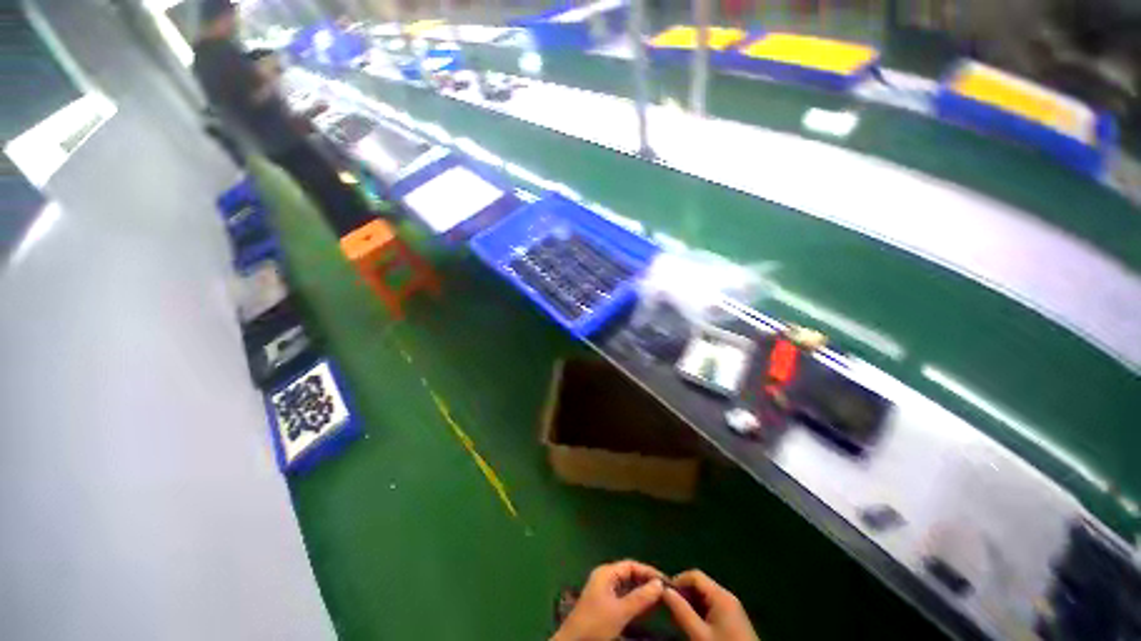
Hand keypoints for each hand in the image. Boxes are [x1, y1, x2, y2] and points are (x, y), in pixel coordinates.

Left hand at [552, 560, 665, 640]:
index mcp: (606, 572)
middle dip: (646, 581)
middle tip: (666, 592)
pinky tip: (645, 609)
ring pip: (627, 587)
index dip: (648, 572)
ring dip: (642, 592)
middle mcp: (605, 578)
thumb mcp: (620, 611)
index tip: (666, 582)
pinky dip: (635, 601)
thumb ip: (640, 598)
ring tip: (660, 600)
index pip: (631, 565)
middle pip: (629, 574)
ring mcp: (603, 591)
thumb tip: (660, 584)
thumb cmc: (595, 624)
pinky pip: (623, 597)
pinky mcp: (603, 604)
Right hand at [662, 570, 758, 640]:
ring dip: (690, 604)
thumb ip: (681, 611)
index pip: (694, 575)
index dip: (677, 581)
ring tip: (679, 619)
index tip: (664, 596)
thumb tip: (663, 590)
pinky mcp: (734, 619)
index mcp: (720, 595)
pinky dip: (700, 612)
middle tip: (670, 610)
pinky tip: (693, 625)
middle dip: (683, 594)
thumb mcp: (699, 634)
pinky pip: (712, 607)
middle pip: (699, 585)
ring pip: (705, 597)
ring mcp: (732, 608)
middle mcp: (727, 596)